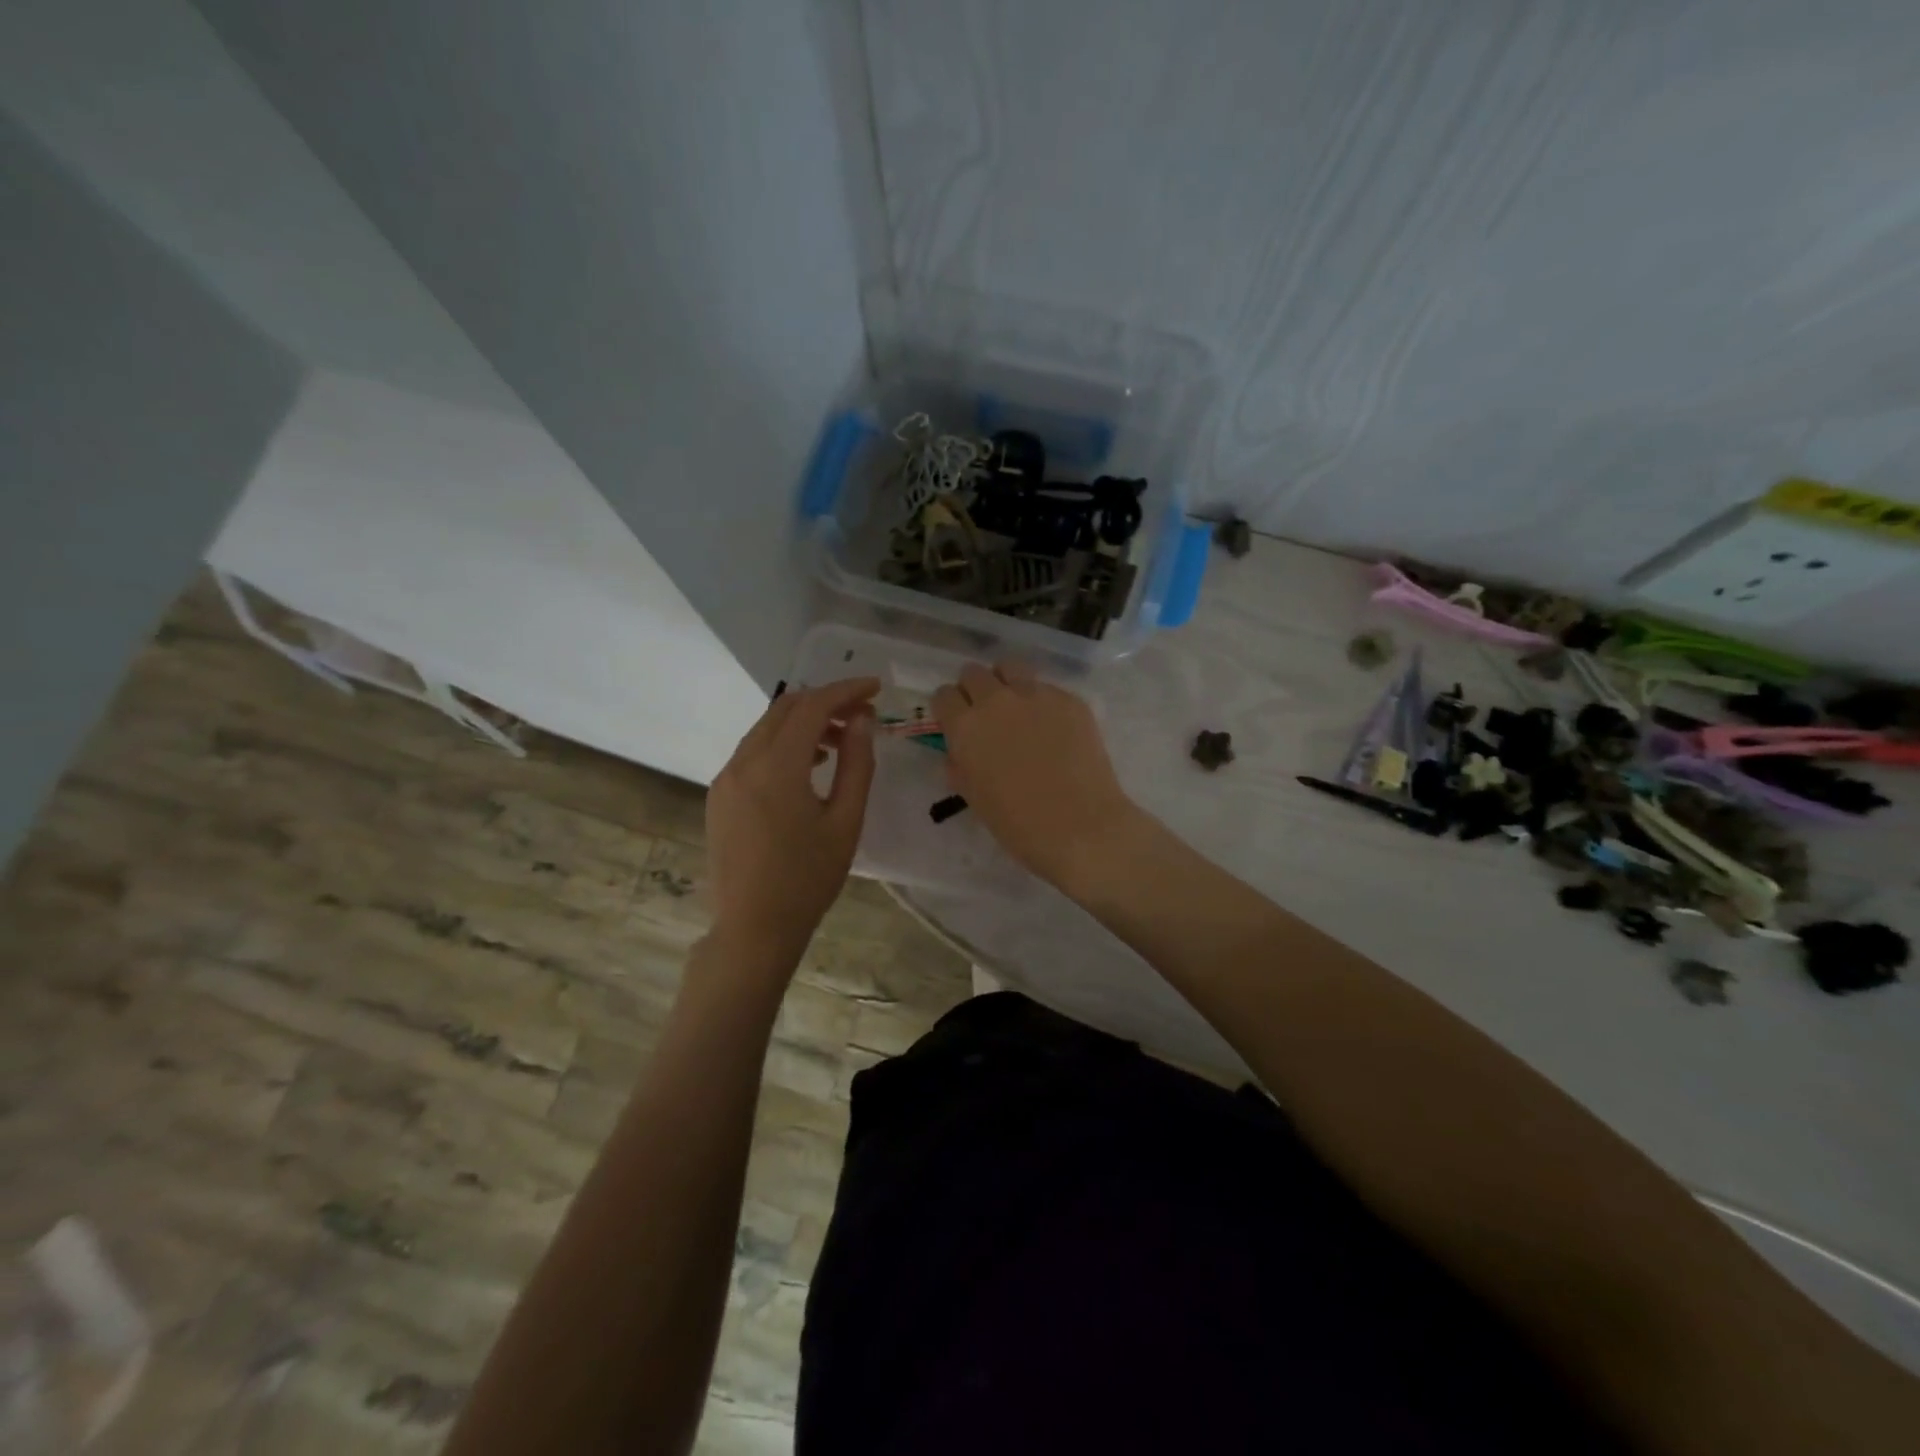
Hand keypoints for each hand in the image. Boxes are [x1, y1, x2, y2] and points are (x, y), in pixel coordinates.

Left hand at [705, 678, 878, 965]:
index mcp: (776, 767)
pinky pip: (752, 752)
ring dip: (803, 723)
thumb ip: (857, 764)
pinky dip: (782, 745)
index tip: (876, 689)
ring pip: (765, 729)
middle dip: (824, 702)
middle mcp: (743, 762)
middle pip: (784, 708)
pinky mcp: (719, 796)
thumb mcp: (845, 822)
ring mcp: (725, 778)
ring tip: (839, 742)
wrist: (753, 929)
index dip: (846, 691)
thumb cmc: (808, 879)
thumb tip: (863, 720)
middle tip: (861, 715)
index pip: (812, 706)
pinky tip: (807, 767)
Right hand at [933, 662, 1139, 886]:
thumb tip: (960, 752)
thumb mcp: (974, 797)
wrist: (1079, 826)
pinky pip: (1047, 688)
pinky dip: (1042, 702)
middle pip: (974, 673)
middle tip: (986, 714)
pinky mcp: (1069, 699)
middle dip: (974, 690)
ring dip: (1006, 682)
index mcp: (965, 726)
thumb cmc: (1018, 824)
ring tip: (1017, 706)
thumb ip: (961, 765)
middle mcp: (996, 700)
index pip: (944, 695)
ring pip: (1010, 667)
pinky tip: (1055, 729)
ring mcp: (1036, 695)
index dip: (949, 708)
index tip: (956, 721)